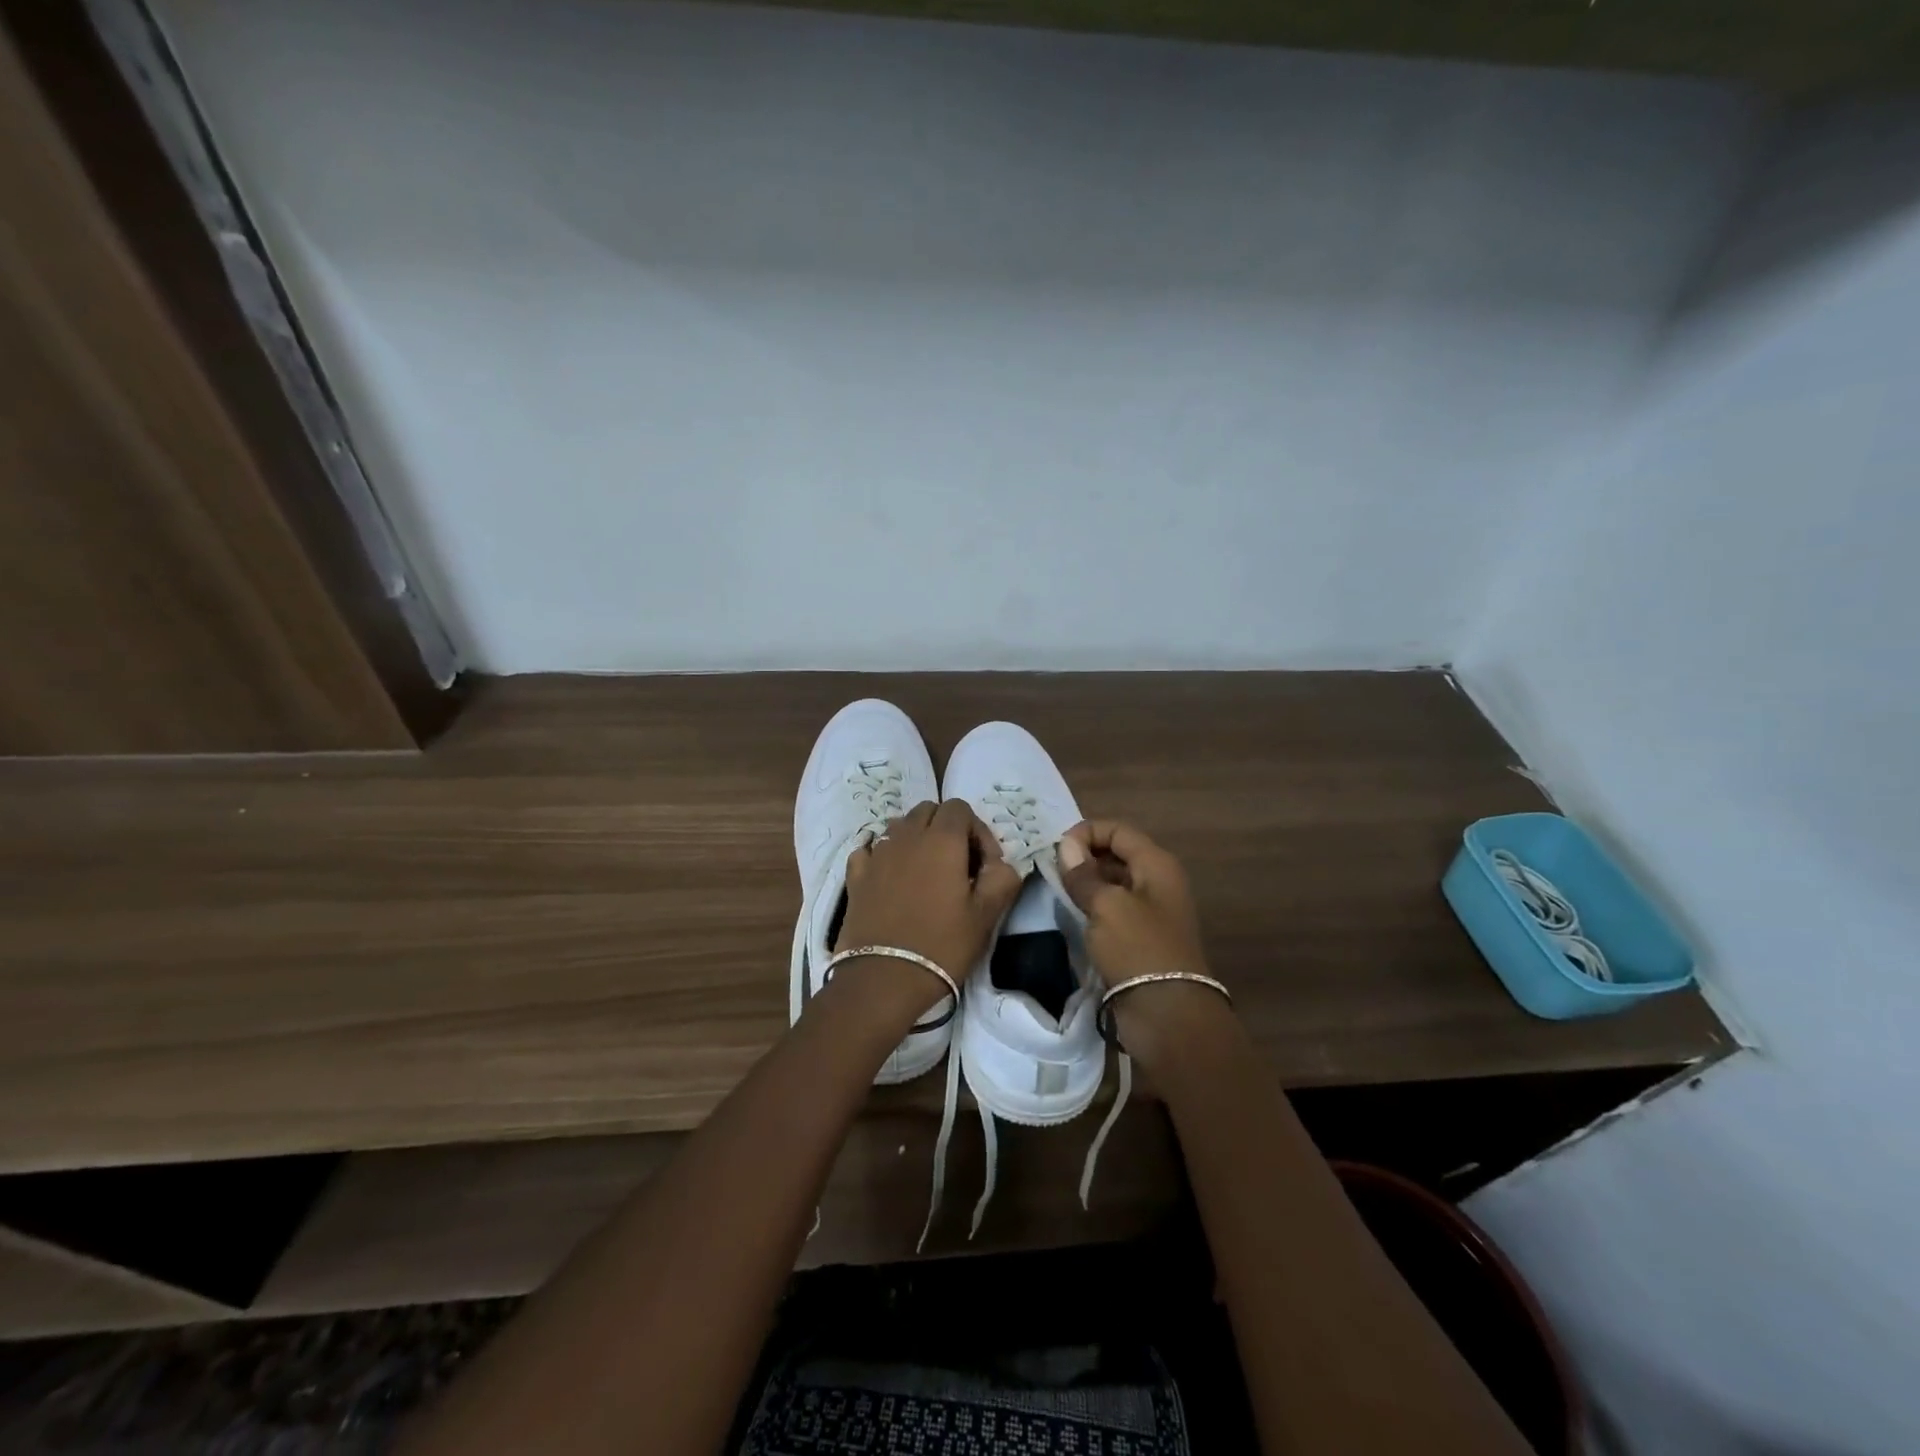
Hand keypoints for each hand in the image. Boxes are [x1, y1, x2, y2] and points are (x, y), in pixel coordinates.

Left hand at [832, 800, 1021, 1025]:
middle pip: (929, 810)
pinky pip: (871, 849)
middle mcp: (907, 836)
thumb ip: (1002, 878)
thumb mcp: (987, 915)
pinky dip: (884, 855)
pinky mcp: (856, 875)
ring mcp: (877, 854)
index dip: (977, 830)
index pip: (960, 808)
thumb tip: (1001, 863)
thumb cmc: (942, 945)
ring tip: (927, 872)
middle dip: (947, 828)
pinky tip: (891, 878)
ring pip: (900, 826)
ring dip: (917, 838)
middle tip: (958, 864)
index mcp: (942, 840)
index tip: (985, 865)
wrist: (883, 978)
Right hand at [1058, 819, 1231, 1063]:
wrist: (1167, 1014)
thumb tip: (1067, 845)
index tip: (1056, 849)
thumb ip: (1084, 874)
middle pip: (1117, 853)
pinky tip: (1072, 913)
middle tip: (1051, 868)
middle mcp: (1157, 881)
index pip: (1118, 830)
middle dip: (1084, 855)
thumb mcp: (1106, 906)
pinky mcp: (1141, 937)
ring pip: (1113, 882)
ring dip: (1086, 882)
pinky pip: (1114, 909)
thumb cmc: (1138, 949)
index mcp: (1157, 864)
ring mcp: (1150, 911)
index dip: (1087, 832)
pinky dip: (1093, 906)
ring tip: (1056, 888)